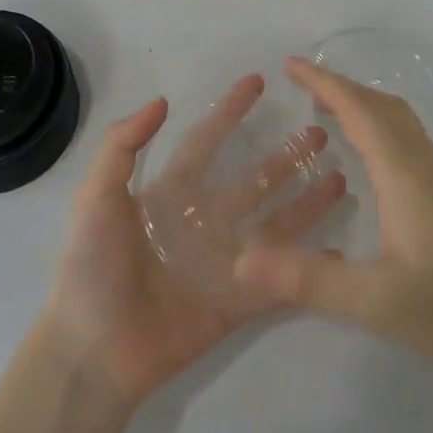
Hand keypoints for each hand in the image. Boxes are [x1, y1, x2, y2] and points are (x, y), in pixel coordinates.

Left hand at [45, 75, 346, 406]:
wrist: (93, 350)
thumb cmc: (92, 267)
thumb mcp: (96, 197)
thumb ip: (122, 147)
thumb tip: (162, 100)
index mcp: (173, 193)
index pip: (209, 141)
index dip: (231, 112)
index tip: (258, 82)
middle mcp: (204, 220)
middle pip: (254, 179)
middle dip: (285, 156)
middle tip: (319, 133)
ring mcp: (225, 261)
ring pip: (275, 222)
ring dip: (306, 201)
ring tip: (340, 176)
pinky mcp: (239, 301)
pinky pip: (281, 278)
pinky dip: (308, 264)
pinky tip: (339, 247)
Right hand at [234, 57, 432, 381]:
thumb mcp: (373, 300)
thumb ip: (308, 279)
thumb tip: (241, 260)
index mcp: (402, 173)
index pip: (359, 109)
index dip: (324, 82)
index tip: (291, 64)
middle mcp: (421, 163)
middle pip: (379, 104)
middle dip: (339, 86)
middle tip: (300, 84)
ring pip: (397, 118)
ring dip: (360, 102)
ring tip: (326, 110)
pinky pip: (405, 136)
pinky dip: (377, 123)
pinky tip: (366, 155)